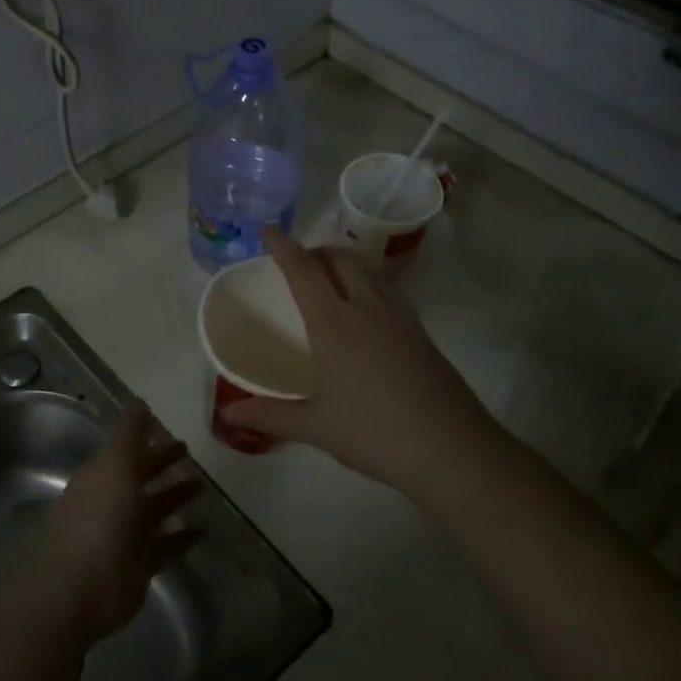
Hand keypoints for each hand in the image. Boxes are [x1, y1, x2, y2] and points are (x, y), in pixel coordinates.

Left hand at [26, 406, 201, 648]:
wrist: (80, 587)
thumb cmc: (99, 517)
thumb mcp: (115, 464)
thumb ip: (130, 434)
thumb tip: (140, 403)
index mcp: (102, 476)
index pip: (127, 451)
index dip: (147, 440)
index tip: (172, 431)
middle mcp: (111, 502)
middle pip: (141, 478)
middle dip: (162, 464)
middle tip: (191, 454)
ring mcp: (124, 536)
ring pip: (155, 511)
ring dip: (176, 498)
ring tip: (203, 489)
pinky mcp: (139, 566)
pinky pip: (166, 546)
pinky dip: (183, 538)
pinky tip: (203, 529)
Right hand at [225, 228, 504, 501]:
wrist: (451, 449)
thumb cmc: (374, 433)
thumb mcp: (315, 427)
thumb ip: (270, 415)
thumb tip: (229, 415)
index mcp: (333, 323)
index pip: (303, 269)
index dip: (283, 246)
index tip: (267, 231)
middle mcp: (366, 307)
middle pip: (340, 258)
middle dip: (316, 250)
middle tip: (298, 263)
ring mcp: (400, 317)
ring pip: (369, 270)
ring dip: (345, 263)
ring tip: (330, 281)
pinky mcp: (421, 332)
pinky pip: (389, 290)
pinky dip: (368, 283)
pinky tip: (366, 312)